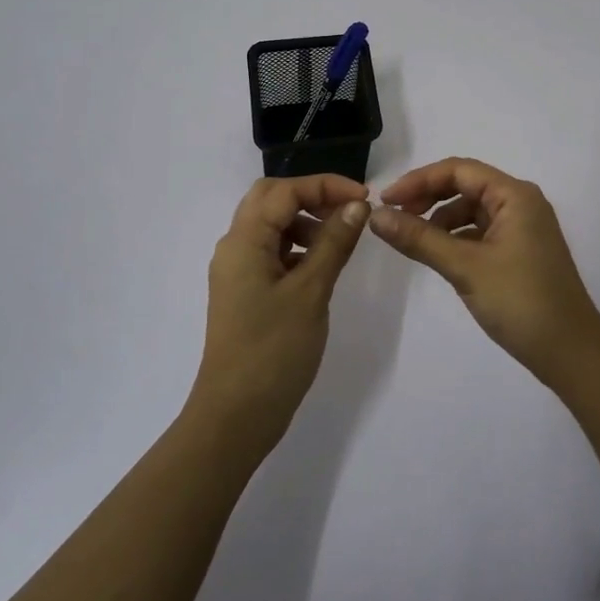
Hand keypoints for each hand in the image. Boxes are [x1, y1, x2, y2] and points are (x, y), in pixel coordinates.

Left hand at [192, 174, 371, 449]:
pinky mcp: (245, 292)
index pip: (284, 191)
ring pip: (270, 225)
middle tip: (349, 210)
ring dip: (304, 220)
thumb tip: (357, 204)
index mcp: (244, 240)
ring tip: (340, 239)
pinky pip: (271, 252)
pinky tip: (321, 265)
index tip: (365, 198)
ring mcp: (237, 271)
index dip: (325, 185)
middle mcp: (234, 247)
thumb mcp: (311, 291)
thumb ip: (334, 242)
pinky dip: (297, 246)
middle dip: (311, 196)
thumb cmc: (274, 350)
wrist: (236, 415)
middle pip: (270, 199)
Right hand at [369, 158, 599, 383]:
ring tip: (413, 241)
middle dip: (428, 197)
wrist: (571, 353)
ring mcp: (523, 228)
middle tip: (394, 217)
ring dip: (440, 219)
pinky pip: (481, 232)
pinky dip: (456, 237)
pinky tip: (439, 256)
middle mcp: (521, 203)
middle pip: (465, 185)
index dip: (418, 180)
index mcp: (515, 195)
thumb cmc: (520, 302)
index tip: (386, 201)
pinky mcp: (520, 251)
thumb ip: (419, 238)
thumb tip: (375, 215)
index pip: (458, 170)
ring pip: (472, 210)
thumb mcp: (465, 267)